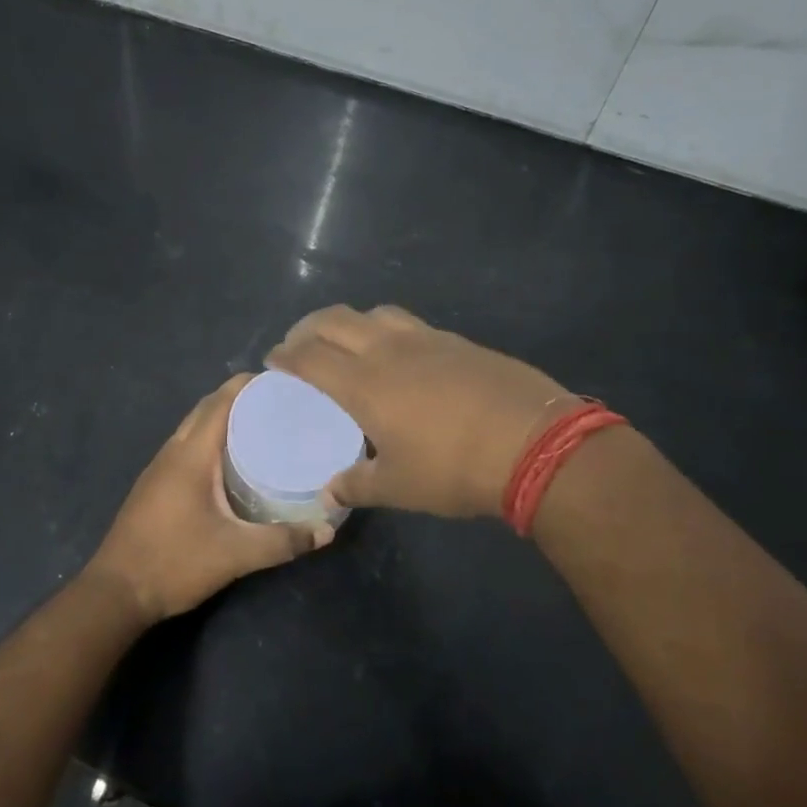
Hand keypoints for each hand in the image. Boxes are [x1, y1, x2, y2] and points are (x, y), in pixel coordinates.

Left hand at [87, 374, 333, 624]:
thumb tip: (327, 530)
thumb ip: (282, 541)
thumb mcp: (235, 554)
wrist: (116, 592)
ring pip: (194, 426)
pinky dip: (210, 439)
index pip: (221, 401)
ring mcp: (159, 467)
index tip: (284, 382)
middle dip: (241, 398)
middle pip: (207, 408)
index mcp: (191, 454)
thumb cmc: (174, 562)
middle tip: (281, 404)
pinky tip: (231, 461)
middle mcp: (173, 451)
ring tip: (262, 425)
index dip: (250, 385)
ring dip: (223, 418)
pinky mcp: (155, 484)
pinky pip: (187, 446)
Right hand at [267, 304, 573, 519]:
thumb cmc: (454, 467)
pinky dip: (387, 330)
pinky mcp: (457, 341)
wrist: (534, 442)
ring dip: (349, 322)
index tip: (273, 360)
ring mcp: (426, 339)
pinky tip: (400, 355)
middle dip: (307, 328)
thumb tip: (329, 492)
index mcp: (363, 383)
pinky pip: (409, 324)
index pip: (309, 357)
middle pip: (334, 320)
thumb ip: (357, 485)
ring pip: (374, 313)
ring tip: (347, 343)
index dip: (285, 355)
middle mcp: (387, 350)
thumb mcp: (399, 486)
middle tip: (298, 345)